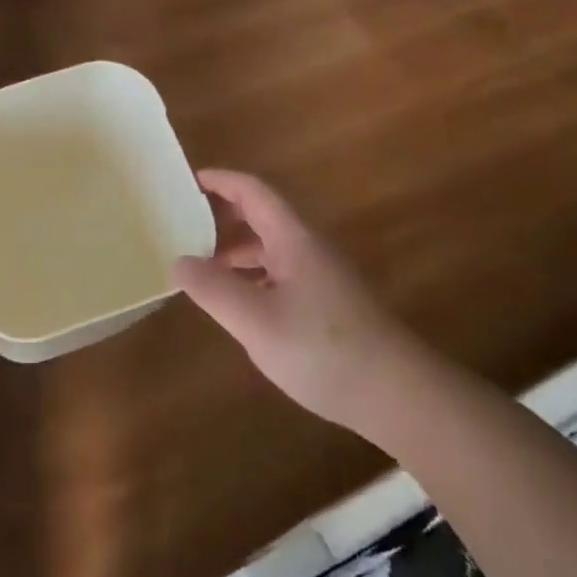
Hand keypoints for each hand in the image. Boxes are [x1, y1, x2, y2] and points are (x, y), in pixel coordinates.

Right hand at [174, 170, 398, 433]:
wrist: (398, 395)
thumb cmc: (322, 349)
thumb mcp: (255, 319)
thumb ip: (213, 288)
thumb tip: (179, 261)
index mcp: (292, 239)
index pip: (253, 192)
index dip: (220, 181)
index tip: (188, 182)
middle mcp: (308, 249)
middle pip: (262, 217)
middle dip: (223, 216)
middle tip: (185, 225)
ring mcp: (322, 278)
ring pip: (271, 249)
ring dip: (236, 251)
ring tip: (202, 267)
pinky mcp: (329, 305)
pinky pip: (281, 275)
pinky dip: (253, 277)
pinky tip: (240, 304)